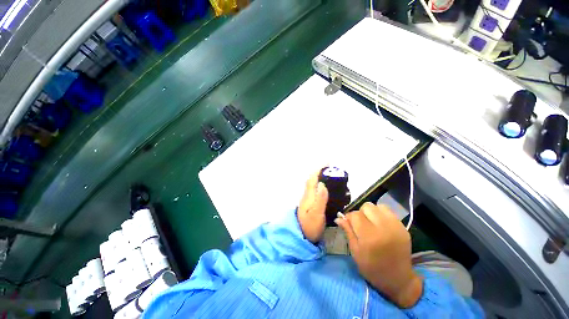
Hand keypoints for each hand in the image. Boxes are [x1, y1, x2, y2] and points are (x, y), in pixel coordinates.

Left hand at [298, 171, 328, 242]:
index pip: (312, 178)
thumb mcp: (316, 213)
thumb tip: (323, 183)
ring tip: (331, 176)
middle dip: (320, 172)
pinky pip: (315, 190)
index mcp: (309, 195)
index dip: (319, 169)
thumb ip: (320, 199)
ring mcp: (308, 200)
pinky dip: (321, 185)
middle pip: (312, 180)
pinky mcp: (310, 205)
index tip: (327, 163)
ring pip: (314, 185)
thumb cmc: (310, 226)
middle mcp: (307, 195)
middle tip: (331, 169)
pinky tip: (326, 189)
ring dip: (320, 177)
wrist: (301, 237)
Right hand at [335, 203, 422, 307]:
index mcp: (370, 237)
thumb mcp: (355, 251)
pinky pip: (388, 211)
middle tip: (361, 224)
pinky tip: (380, 224)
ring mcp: (395, 226)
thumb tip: (338, 217)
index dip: (349, 217)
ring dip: (371, 212)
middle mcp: (384, 228)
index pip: (355, 215)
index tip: (348, 223)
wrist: (398, 279)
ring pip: (377, 206)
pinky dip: (381, 214)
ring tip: (371, 223)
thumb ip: (348, 231)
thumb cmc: (372, 268)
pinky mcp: (403, 226)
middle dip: (360, 213)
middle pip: (367, 207)